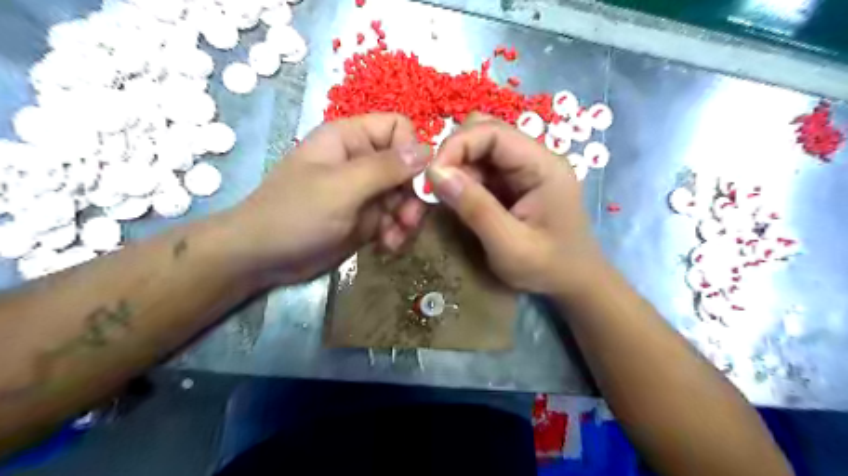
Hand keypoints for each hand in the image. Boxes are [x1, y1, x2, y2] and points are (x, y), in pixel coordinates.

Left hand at [225, 114, 430, 285]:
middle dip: (412, 195)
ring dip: (406, 218)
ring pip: (405, 196)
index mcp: (350, 139)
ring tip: (395, 239)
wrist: (263, 258)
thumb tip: (427, 150)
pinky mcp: (366, 218)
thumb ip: (385, 168)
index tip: (417, 183)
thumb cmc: (296, 214)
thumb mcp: (341, 188)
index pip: (398, 128)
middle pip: (407, 167)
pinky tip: (387, 246)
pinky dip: (396, 233)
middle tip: (408, 220)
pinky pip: (395, 219)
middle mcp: (361, 161)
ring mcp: (364, 191)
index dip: (413, 151)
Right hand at [432, 114, 602, 294]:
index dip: (456, 145)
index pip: (493, 132)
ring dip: (456, 169)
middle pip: (485, 133)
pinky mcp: (515, 182)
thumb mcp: (510, 246)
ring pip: (480, 150)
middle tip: (434, 187)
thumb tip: (435, 173)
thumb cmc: (548, 268)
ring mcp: (525, 169)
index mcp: (543, 166)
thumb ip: (475, 208)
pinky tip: (457, 202)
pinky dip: (463, 181)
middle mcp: (535, 158)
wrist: (575, 283)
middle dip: (454, 155)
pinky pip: (483, 170)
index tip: (431, 176)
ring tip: (442, 198)